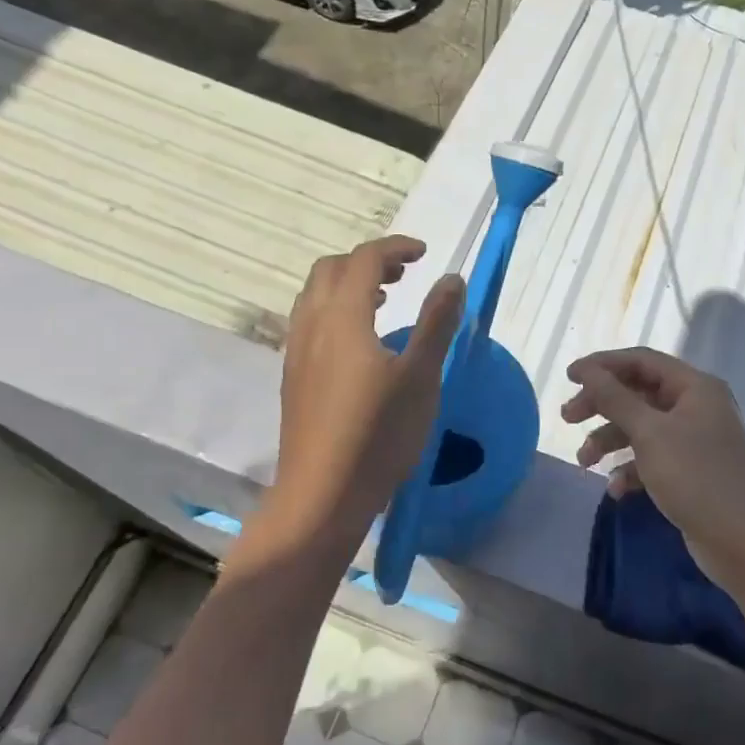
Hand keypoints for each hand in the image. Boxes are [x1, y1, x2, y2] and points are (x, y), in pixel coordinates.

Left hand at [272, 235, 464, 539]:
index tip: (425, 254)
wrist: (321, 496)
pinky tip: (360, 343)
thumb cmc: (378, 435)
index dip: (396, 247)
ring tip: (383, 300)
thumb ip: (436, 323)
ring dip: (348, 284)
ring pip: (314, 296)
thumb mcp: (420, 377)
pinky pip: (310, 322)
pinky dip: (335, 310)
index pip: (364, 260)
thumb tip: (452, 279)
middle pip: (331, 270)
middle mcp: (311, 325)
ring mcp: (296, 353)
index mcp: (342, 317)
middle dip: (368, 261)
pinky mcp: (293, 378)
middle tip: (405, 274)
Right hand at [562, 347, 744, 599]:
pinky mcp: (691, 472)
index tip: (568, 377)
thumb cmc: (698, 478)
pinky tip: (617, 491)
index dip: (603, 365)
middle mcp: (696, 407)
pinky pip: (652, 459)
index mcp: (694, 387)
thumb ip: (616, 399)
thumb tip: (589, 370)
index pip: (641, 361)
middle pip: (638, 393)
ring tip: (584, 463)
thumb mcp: (650, 434)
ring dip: (609, 441)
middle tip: (567, 418)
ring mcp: (695, 441)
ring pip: (641, 428)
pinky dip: (630, 469)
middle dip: (601, 405)